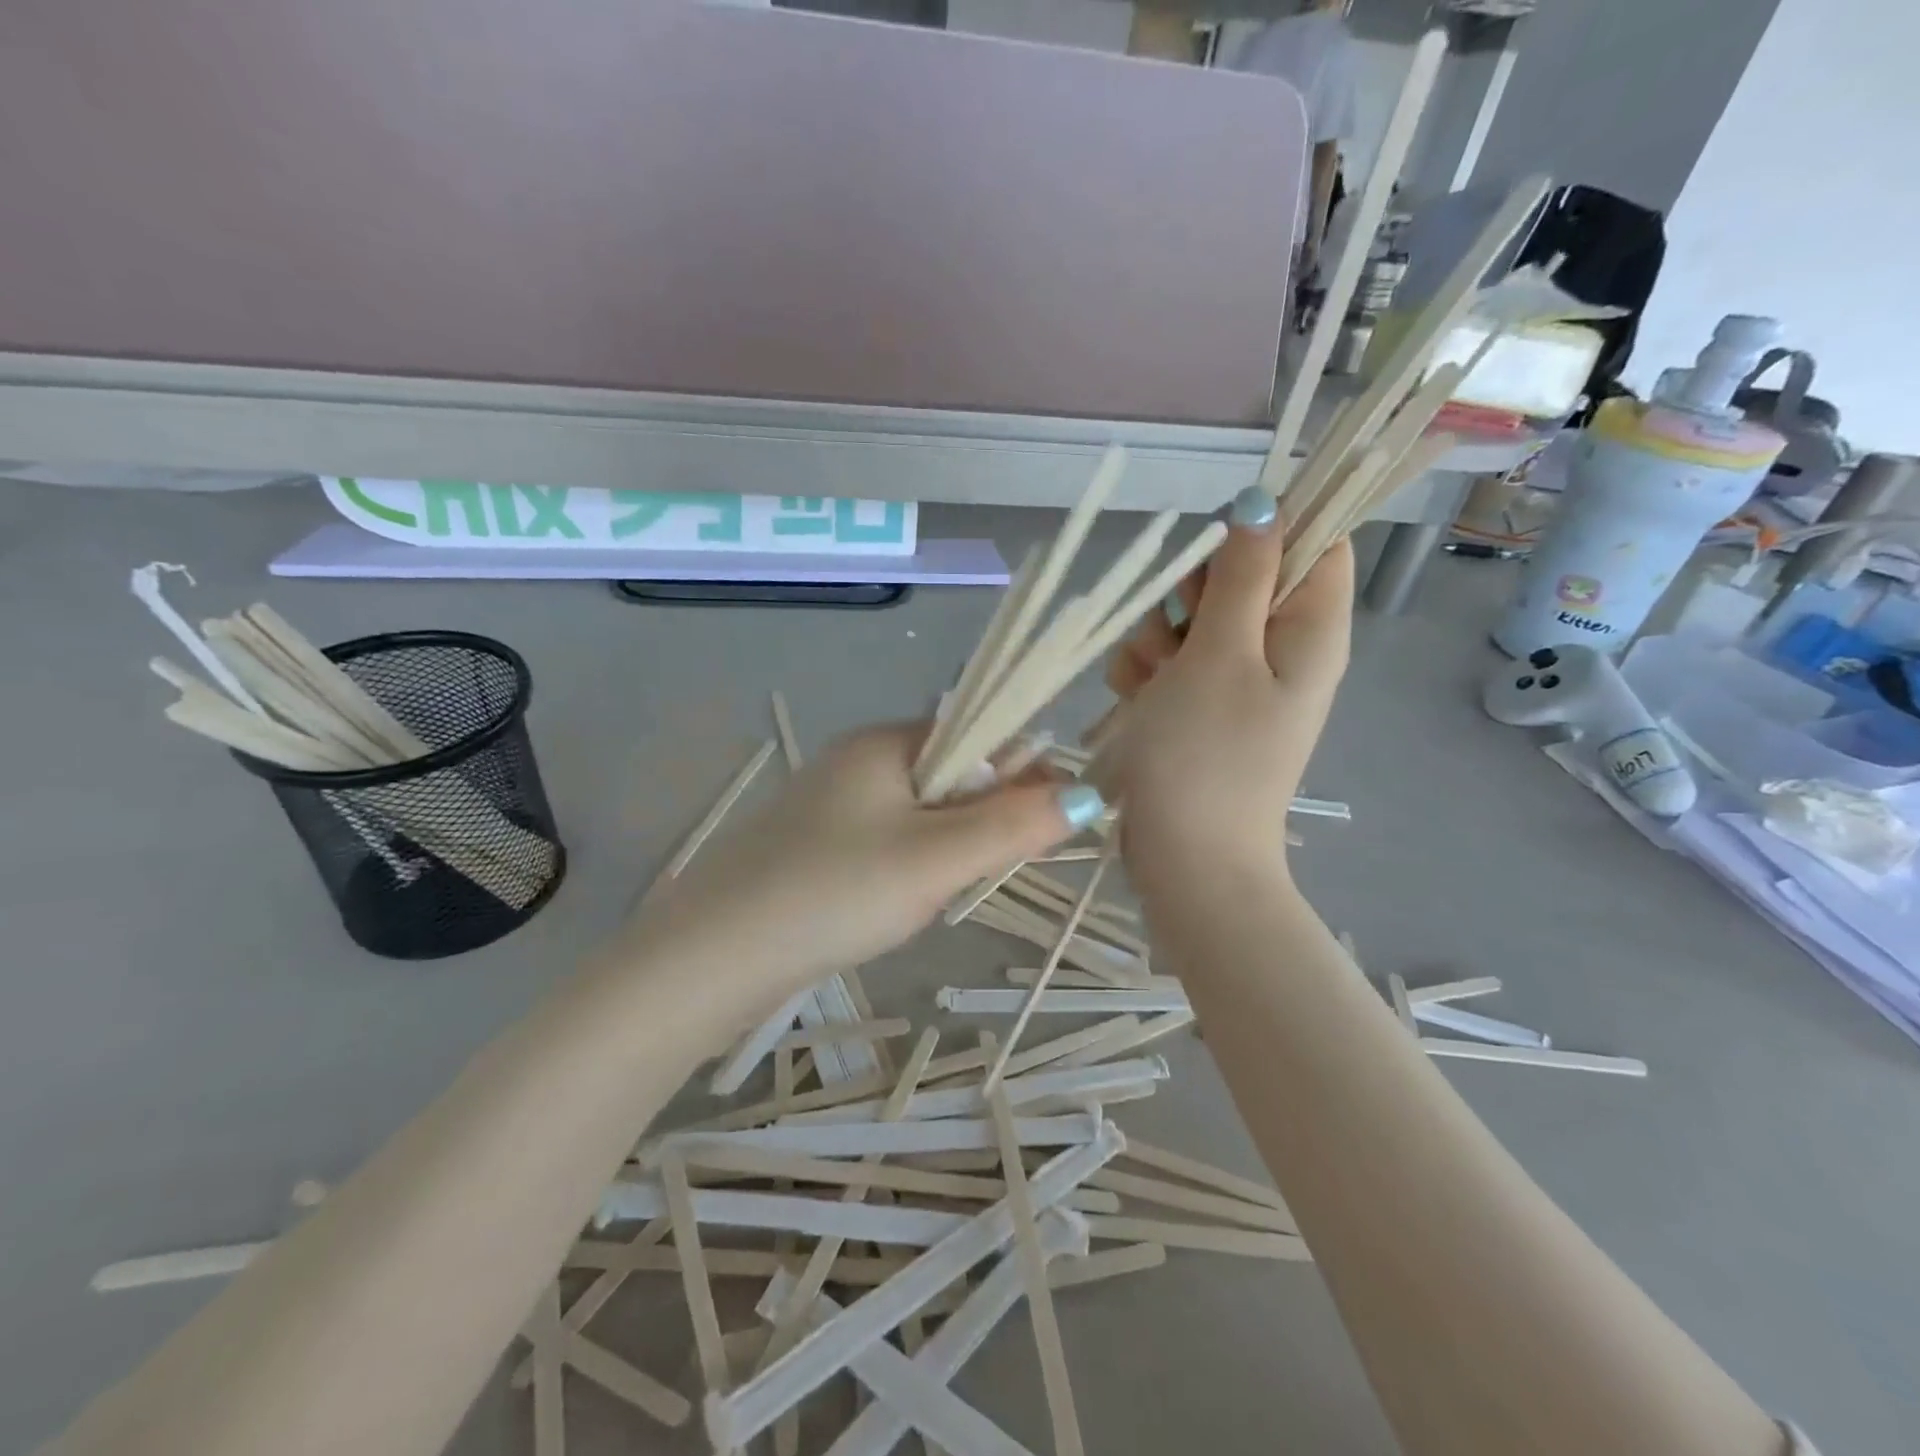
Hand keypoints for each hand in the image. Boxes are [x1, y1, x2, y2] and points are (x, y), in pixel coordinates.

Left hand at [635, 724, 1102, 995]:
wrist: (714, 957)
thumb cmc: (835, 892)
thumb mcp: (937, 859)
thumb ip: (1014, 824)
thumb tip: (1088, 792)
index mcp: (886, 742)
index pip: (977, 733)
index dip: (1023, 768)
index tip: (1057, 816)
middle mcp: (858, 759)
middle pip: (952, 772)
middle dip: (984, 814)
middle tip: (984, 870)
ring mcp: (831, 803)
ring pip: (921, 811)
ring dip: (949, 845)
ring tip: (939, 892)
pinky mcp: (816, 844)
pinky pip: (887, 840)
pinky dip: (912, 864)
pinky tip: (902, 901)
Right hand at [1101, 490, 1352, 874]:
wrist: (1186, 859)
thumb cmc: (1205, 755)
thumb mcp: (1220, 654)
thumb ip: (1242, 575)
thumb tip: (1264, 503)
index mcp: (1310, 628)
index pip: (1315, 540)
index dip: (1266, 529)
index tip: (1215, 552)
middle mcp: (1281, 647)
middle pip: (1240, 575)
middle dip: (1190, 592)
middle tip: (1175, 632)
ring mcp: (1236, 678)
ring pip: (1191, 616)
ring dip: (1157, 635)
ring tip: (1151, 680)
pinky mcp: (1199, 704)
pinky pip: (1169, 658)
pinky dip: (1147, 669)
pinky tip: (1136, 697)